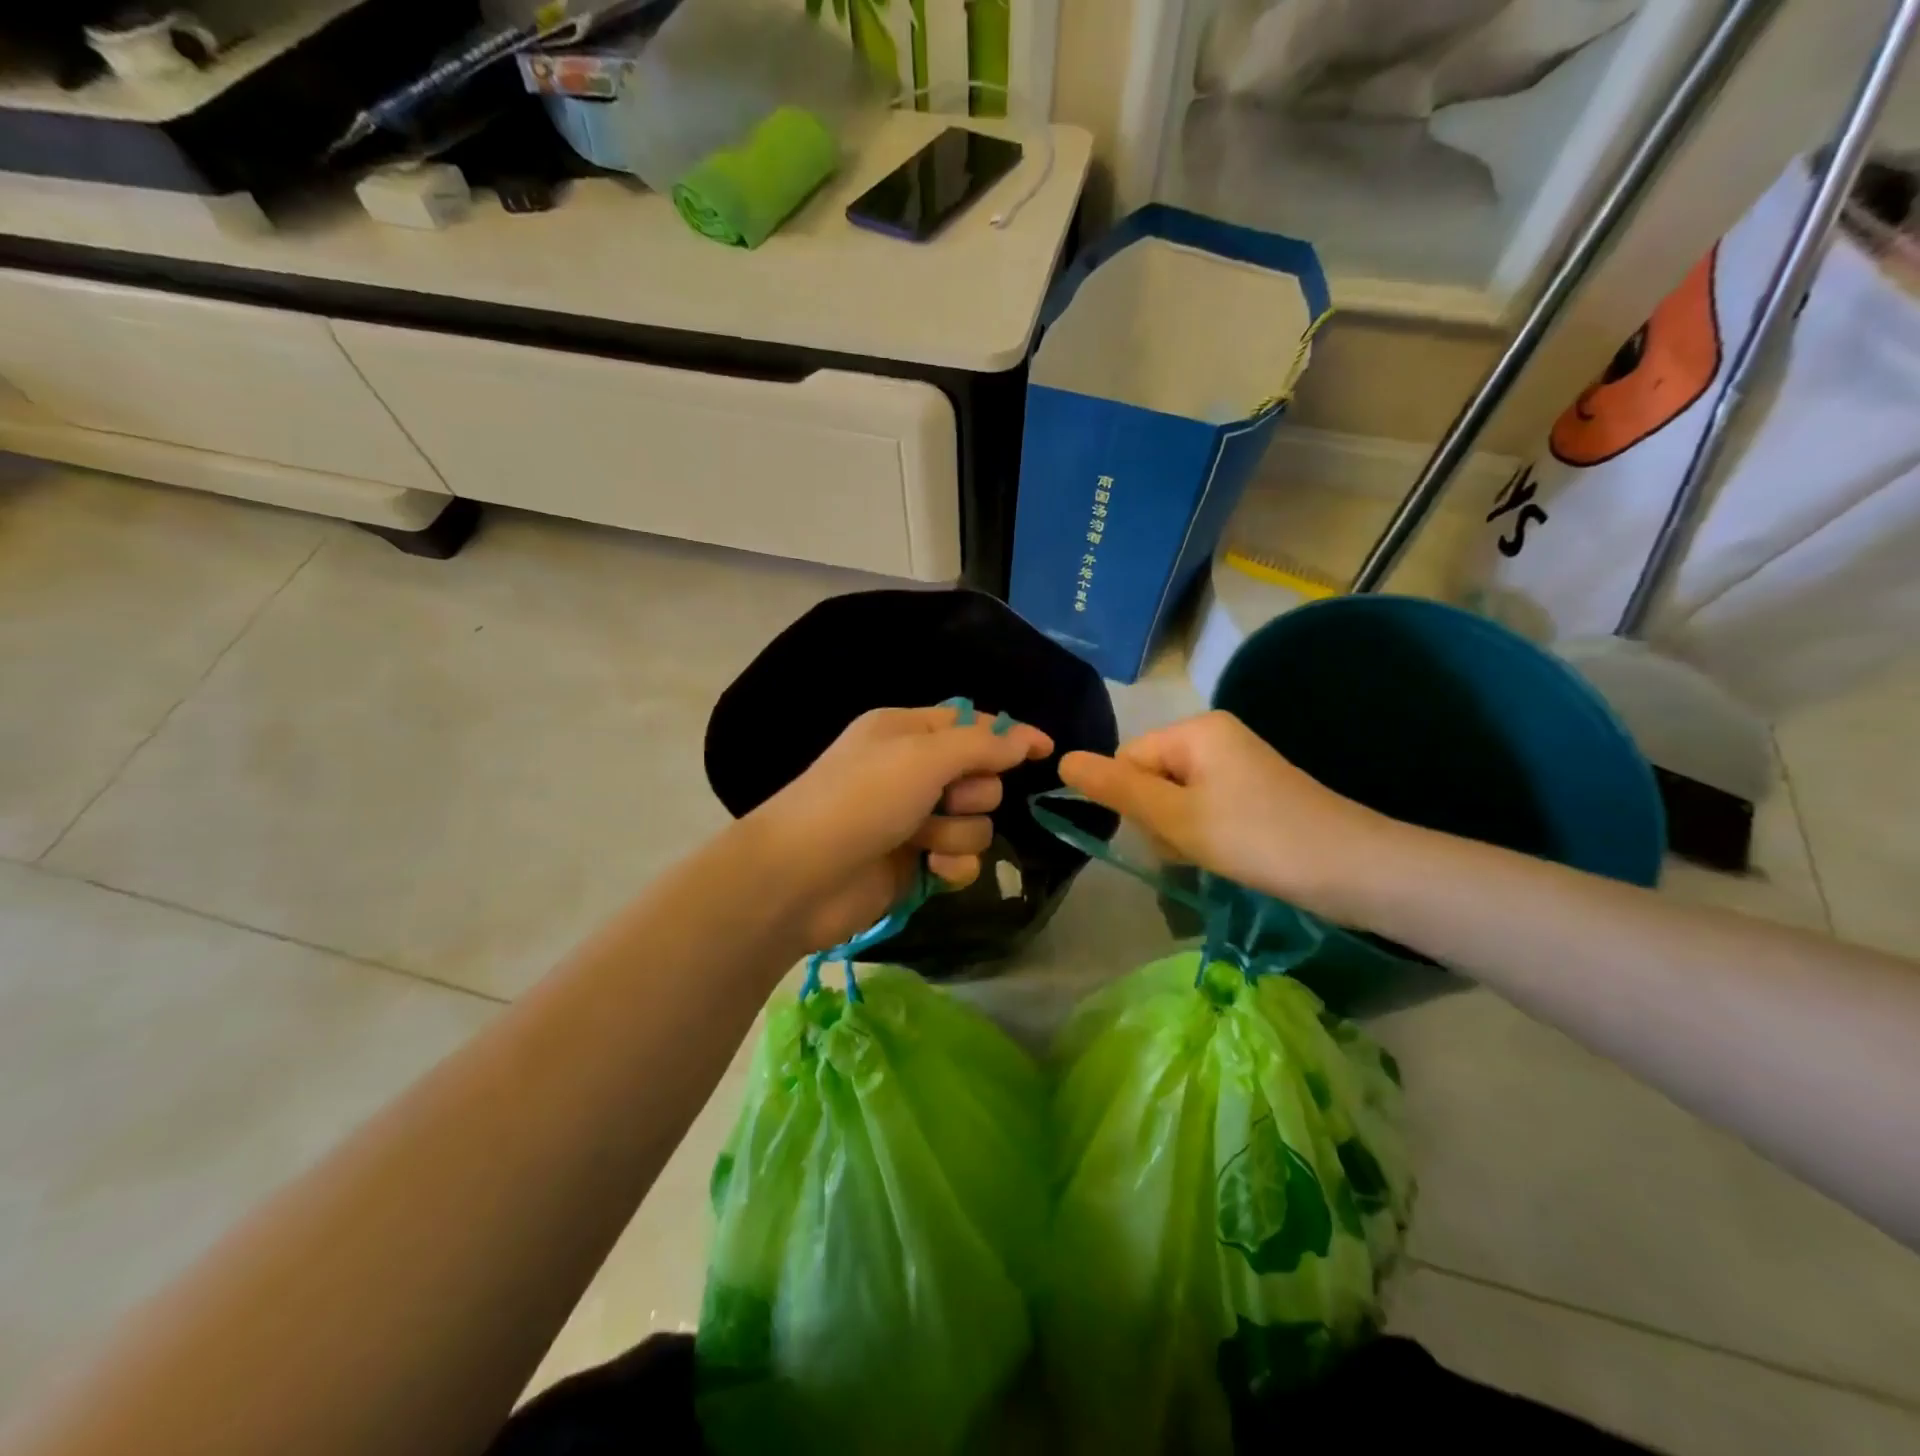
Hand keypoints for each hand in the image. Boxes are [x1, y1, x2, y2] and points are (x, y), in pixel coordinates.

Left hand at [746, 705, 1053, 951]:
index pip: (970, 724)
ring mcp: (913, 820)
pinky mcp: (914, 864)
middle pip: (980, 776)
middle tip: (947, 800)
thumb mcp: (922, 757)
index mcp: (905, 732)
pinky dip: (952, 865)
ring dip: (958, 833)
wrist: (800, 877)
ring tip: (924, 841)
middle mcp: (910, 772)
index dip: (1008, 735)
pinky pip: (960, 859)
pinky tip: (933, 871)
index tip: (1045, 749)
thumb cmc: (860, 800)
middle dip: (972, 792)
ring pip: (975, 822)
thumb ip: (981, 746)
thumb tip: (1025, 738)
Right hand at [1058, 710, 1397, 925]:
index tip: (1161, 834)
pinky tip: (1224, 857)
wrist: (1356, 871)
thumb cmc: (1259, 839)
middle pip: (1150, 777)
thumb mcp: (1178, 817)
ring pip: (1174, 798)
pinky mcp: (1253, 792)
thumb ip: (1118, 789)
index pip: (1127, 759)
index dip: (1131, 801)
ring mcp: (1237, 764)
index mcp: (1196, 730)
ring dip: (1179, 832)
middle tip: (1191, 848)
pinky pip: (1203, 808)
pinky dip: (1203, 835)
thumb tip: (1062, 759)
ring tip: (1211, 857)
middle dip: (1157, 819)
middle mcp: (1215, 736)